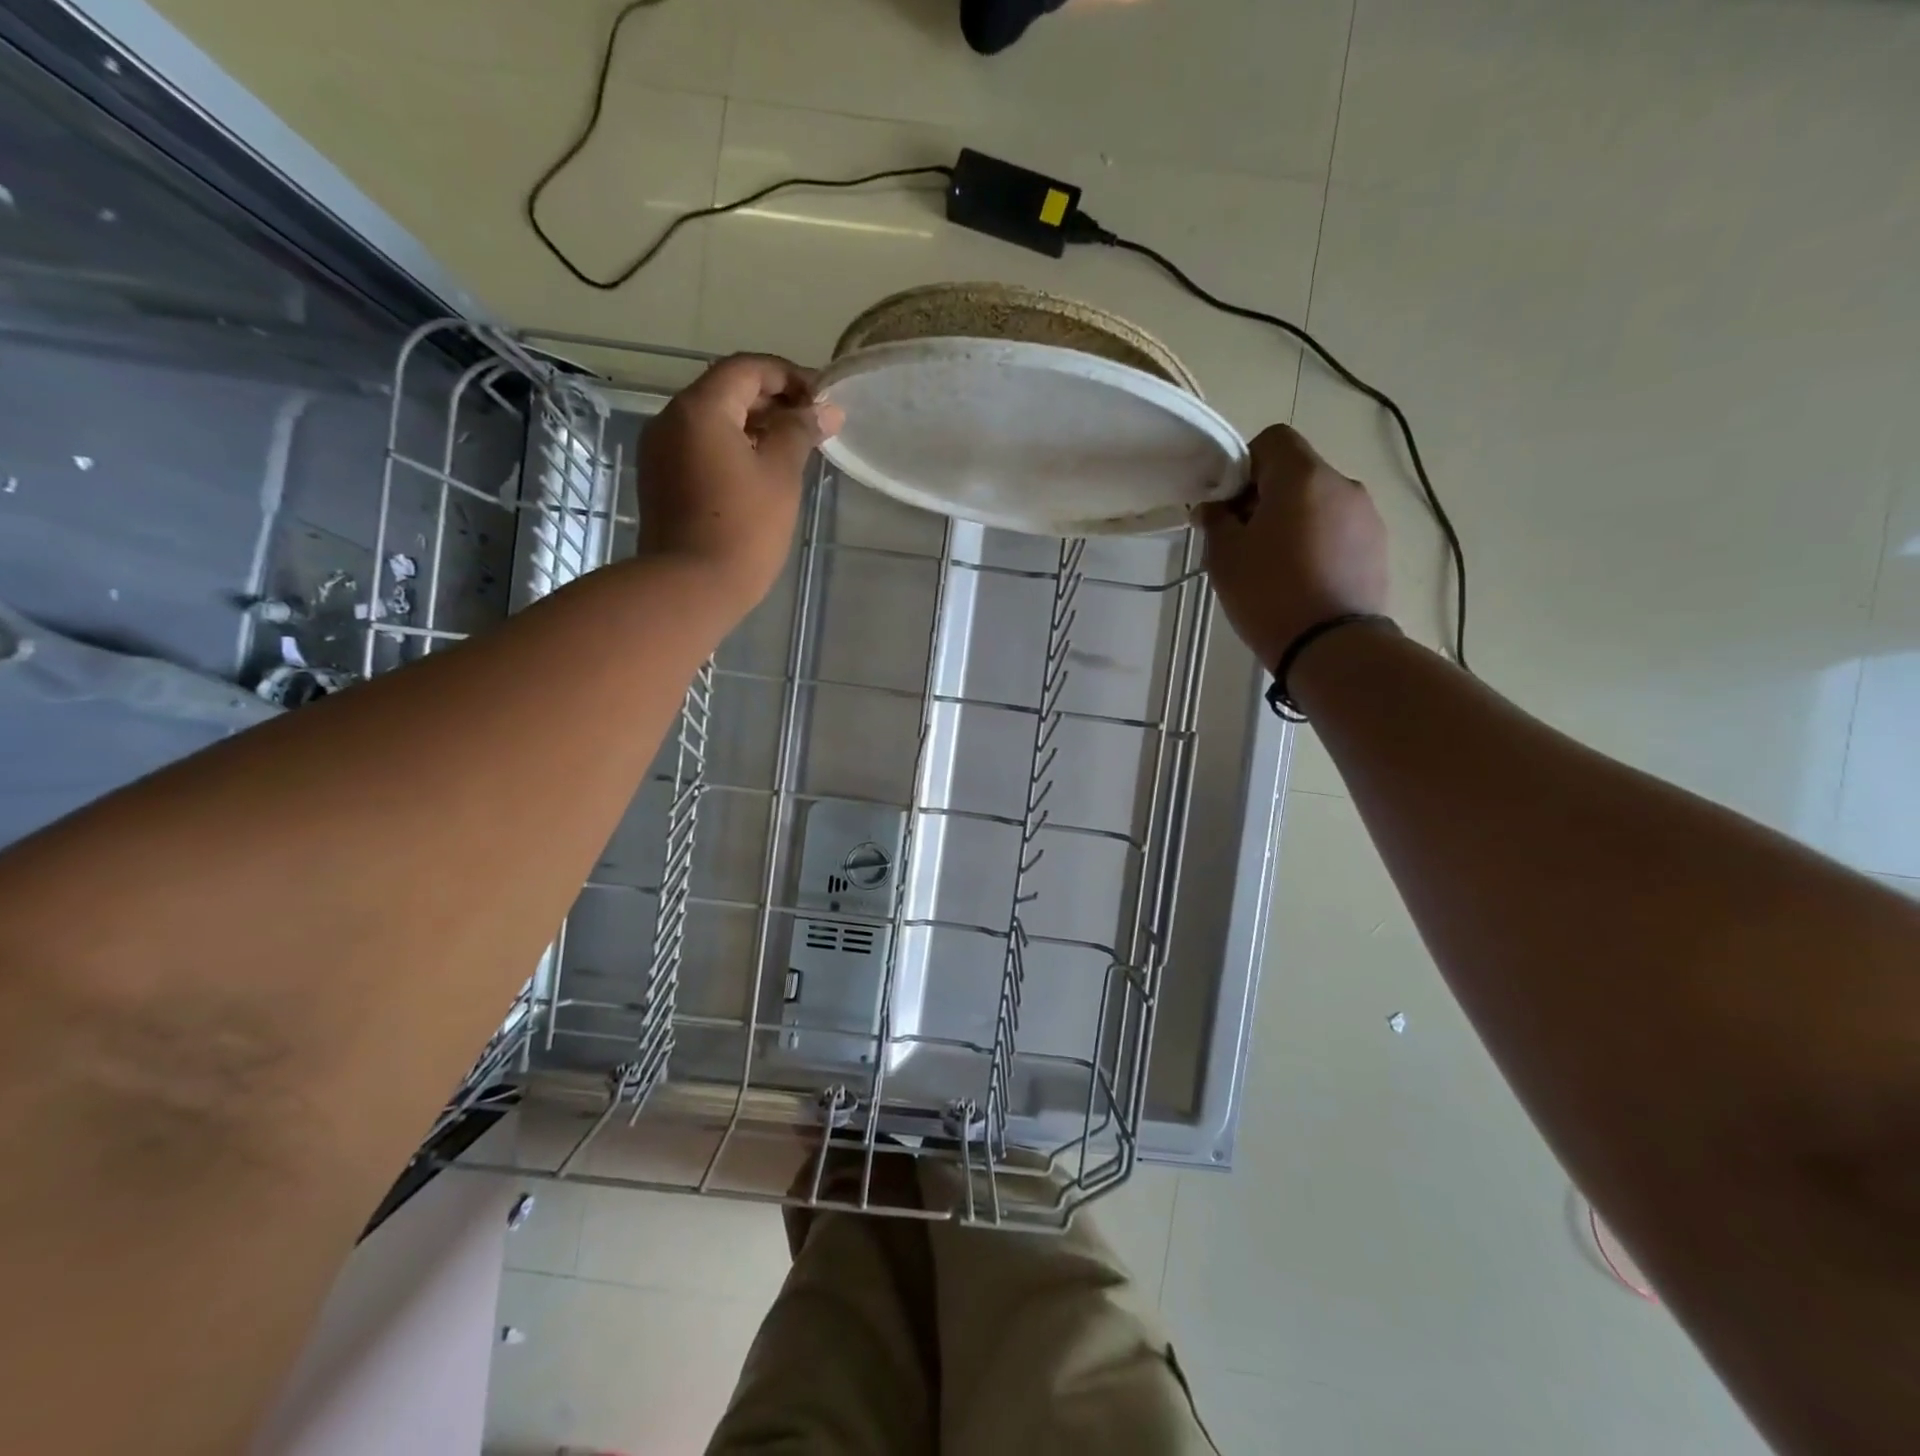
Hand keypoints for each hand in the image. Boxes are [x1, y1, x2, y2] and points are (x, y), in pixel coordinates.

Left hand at [636, 354, 843, 616]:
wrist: (691, 586)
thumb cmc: (744, 527)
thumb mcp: (780, 475)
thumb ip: (801, 432)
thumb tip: (825, 410)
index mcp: (700, 408)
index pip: (747, 369)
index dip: (789, 376)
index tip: (822, 400)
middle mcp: (671, 419)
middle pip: (726, 391)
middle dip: (772, 401)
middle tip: (812, 425)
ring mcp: (660, 451)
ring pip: (712, 421)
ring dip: (753, 425)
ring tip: (792, 449)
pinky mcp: (660, 480)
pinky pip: (700, 447)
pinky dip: (732, 447)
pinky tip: (760, 472)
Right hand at [1197, 424, 1388, 669]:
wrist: (1332, 646)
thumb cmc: (1269, 594)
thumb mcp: (1225, 558)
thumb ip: (1216, 521)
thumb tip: (1215, 508)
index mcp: (1303, 477)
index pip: (1273, 440)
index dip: (1245, 465)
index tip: (1230, 504)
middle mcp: (1342, 484)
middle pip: (1297, 472)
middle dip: (1267, 496)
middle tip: (1245, 539)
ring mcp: (1367, 515)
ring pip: (1319, 502)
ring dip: (1294, 520)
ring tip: (1276, 565)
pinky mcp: (1379, 546)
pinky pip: (1339, 529)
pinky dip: (1318, 541)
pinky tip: (1303, 578)